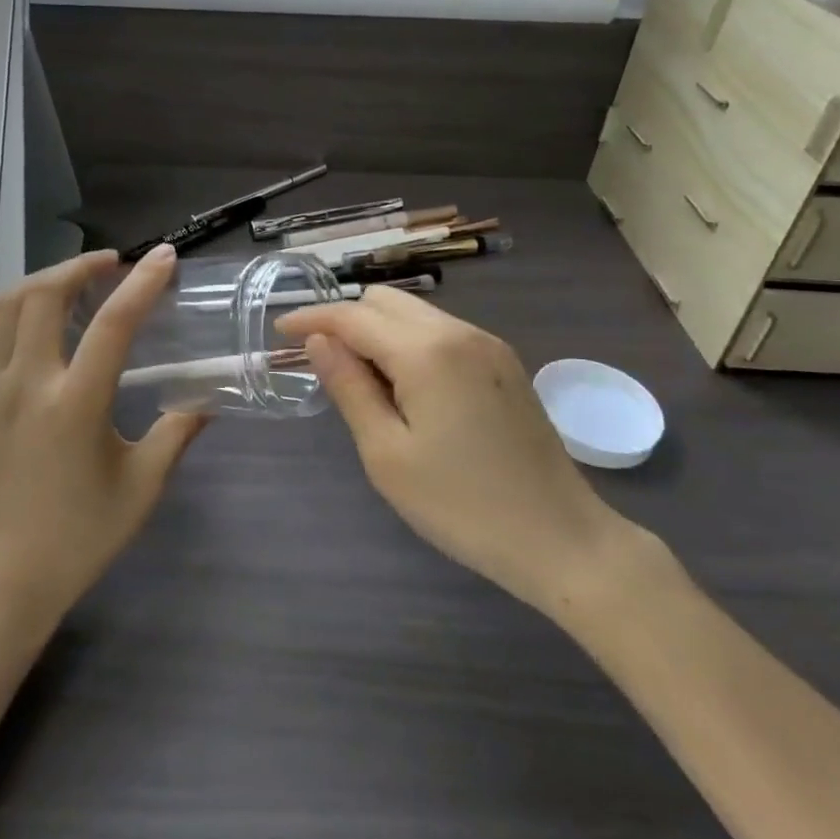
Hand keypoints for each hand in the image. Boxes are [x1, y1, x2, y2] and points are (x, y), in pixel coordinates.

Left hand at [0, 245, 206, 627]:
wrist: (5, 578)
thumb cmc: (81, 535)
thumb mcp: (143, 485)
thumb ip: (177, 432)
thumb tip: (207, 397)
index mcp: (75, 406)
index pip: (113, 324)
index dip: (142, 282)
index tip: (162, 255)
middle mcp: (26, 385)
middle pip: (44, 295)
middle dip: (80, 266)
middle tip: (112, 265)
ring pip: (5, 306)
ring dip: (41, 281)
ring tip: (72, 282)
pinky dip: (7, 309)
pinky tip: (29, 317)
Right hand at [276, 288, 635, 617]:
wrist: (560, 537)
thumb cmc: (461, 505)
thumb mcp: (387, 454)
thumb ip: (349, 387)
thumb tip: (318, 342)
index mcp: (425, 351)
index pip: (353, 316)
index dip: (311, 318)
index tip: (279, 330)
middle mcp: (458, 331)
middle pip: (385, 301)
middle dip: (346, 319)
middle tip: (321, 362)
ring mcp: (487, 344)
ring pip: (416, 314)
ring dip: (379, 331)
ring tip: (361, 379)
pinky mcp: (504, 362)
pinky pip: (442, 332)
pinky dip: (411, 343)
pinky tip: (406, 386)